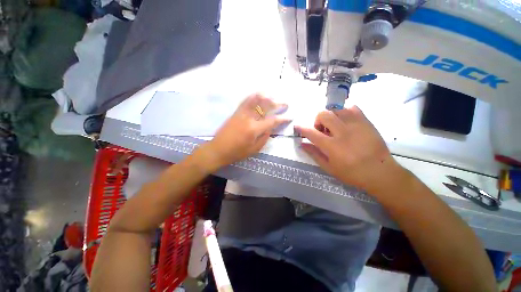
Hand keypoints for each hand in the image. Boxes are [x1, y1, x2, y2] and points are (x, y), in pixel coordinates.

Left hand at [200, 94, 289, 169]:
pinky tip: (258, 94)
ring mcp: (241, 113)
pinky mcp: (236, 112)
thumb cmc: (237, 152)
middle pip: (265, 107)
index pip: (272, 121)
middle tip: (285, 103)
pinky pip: (246, 101)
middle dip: (277, 104)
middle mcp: (249, 118)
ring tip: (274, 96)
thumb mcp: (254, 149)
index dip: (282, 118)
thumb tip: (270, 128)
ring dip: (266, 97)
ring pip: (255, 101)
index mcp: (254, 129)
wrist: (218, 149)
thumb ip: (264, 138)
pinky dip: (253, 96)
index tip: (289, 117)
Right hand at [295, 106, 402, 193]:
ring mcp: (356, 125)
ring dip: (330, 116)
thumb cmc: (352, 173)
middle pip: (323, 115)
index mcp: (332, 146)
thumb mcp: (329, 168)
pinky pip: (352, 108)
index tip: (297, 126)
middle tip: (322, 130)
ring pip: (337, 109)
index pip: (311, 133)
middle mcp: (342, 132)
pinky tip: (345, 122)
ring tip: (334, 126)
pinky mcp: (366, 122)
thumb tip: (302, 144)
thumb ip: (314, 154)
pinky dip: (345, 112)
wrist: (380, 172)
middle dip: (318, 121)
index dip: (302, 128)